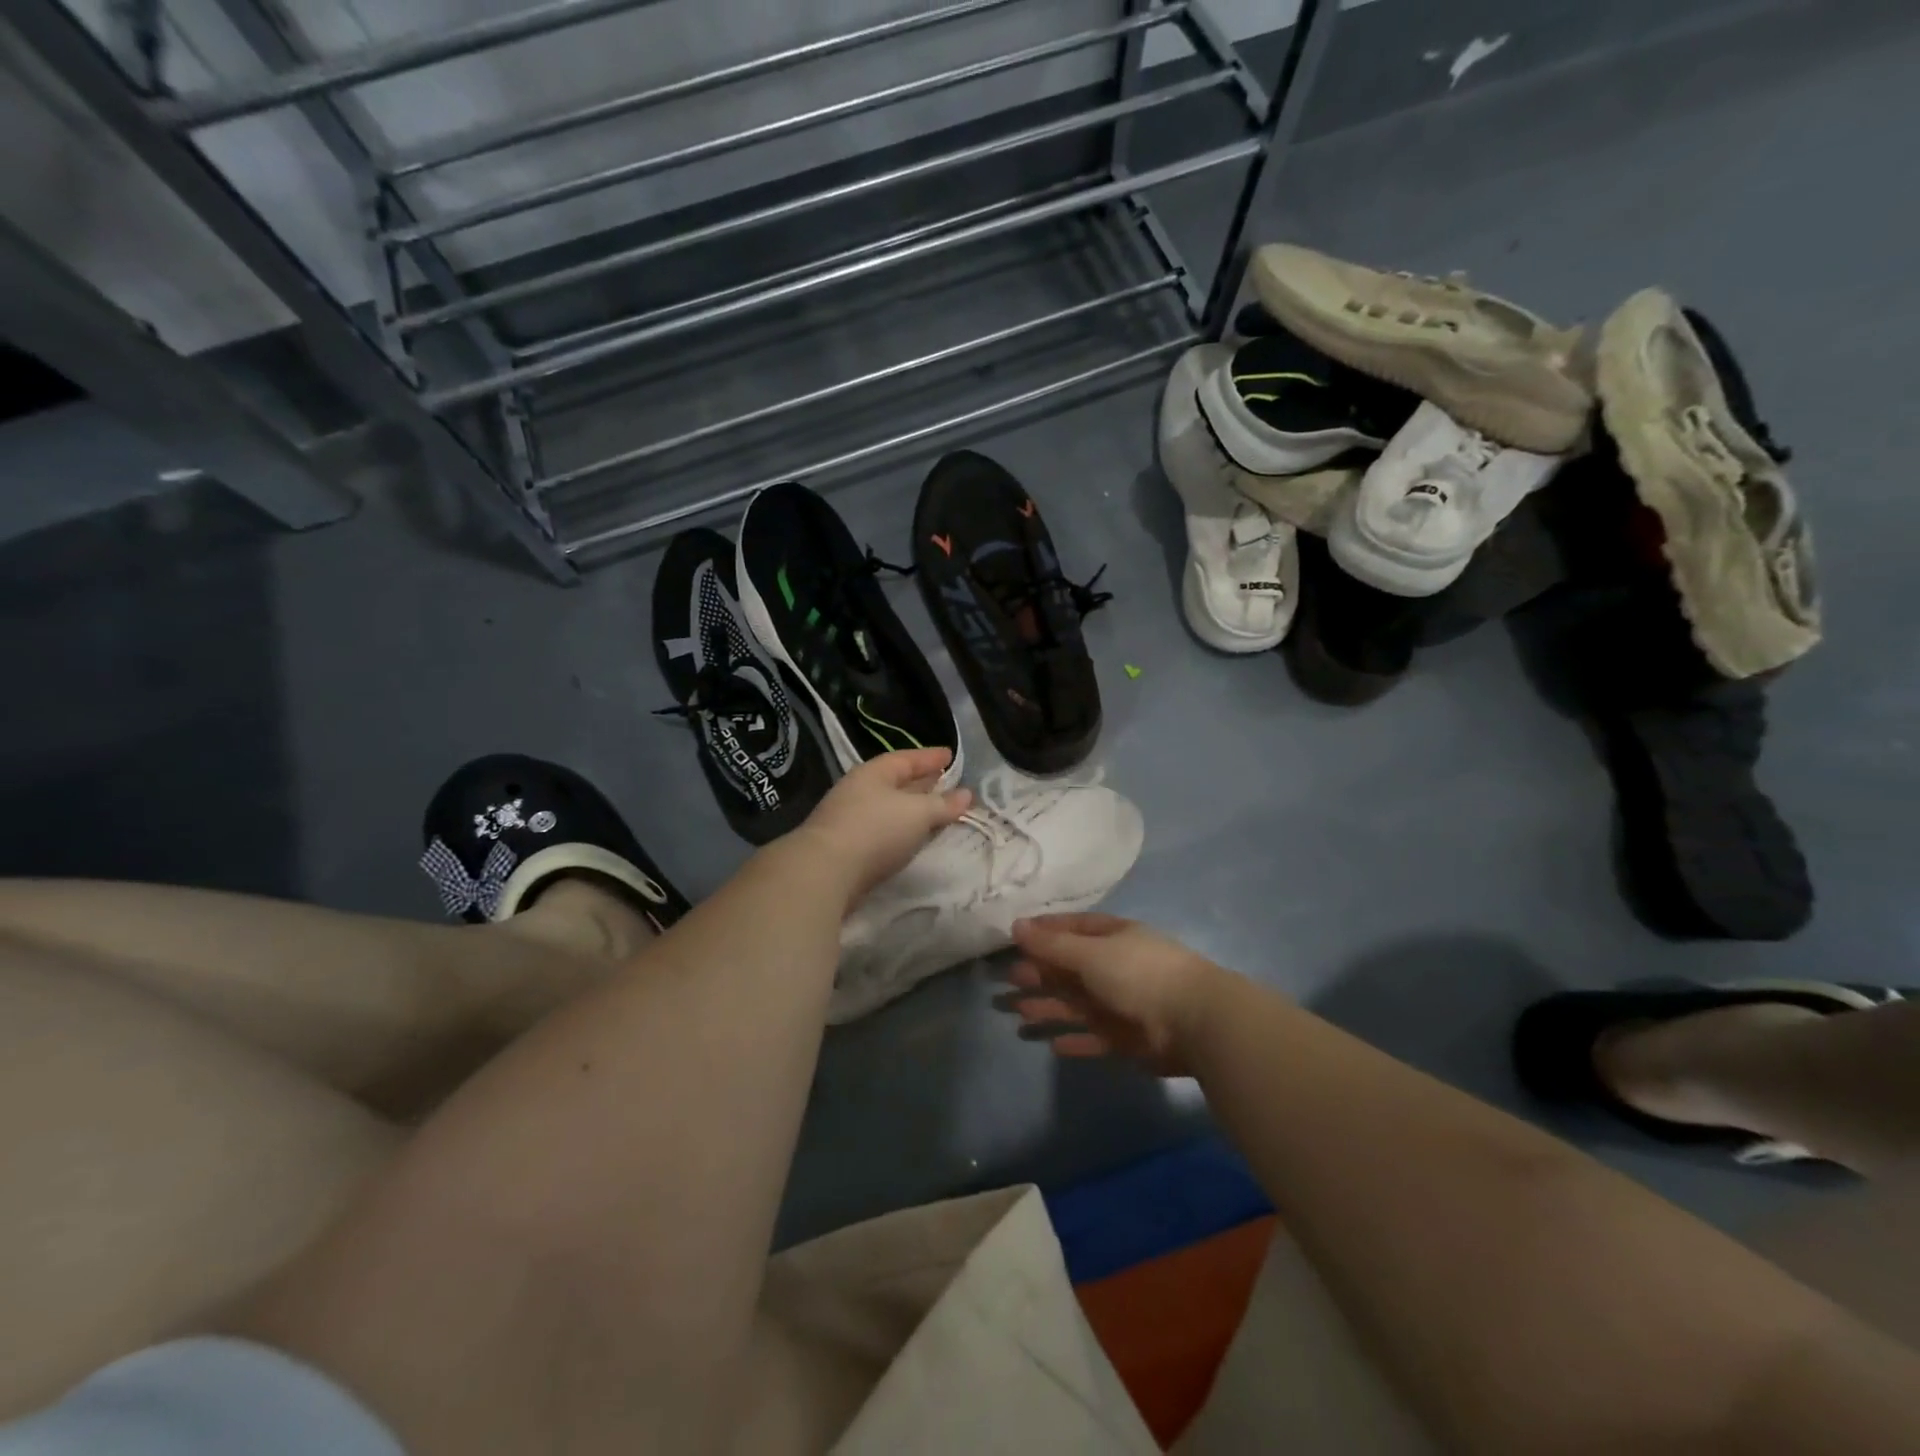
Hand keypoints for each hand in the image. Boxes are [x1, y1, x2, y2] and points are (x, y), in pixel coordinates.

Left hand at [792, 748, 970, 906]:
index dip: (929, 757)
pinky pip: (883, 830)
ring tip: (936, 812)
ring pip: (890, 808)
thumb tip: (966, 795)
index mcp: (873, 773)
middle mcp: (859, 791)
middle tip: (947, 782)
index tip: (950, 756)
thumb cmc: (875, 830)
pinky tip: (913, 837)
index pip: (906, 759)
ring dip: (913, 809)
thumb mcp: (917, 813)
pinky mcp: (848, 847)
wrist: (825, 872)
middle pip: (896, 782)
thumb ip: (943, 805)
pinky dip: (901, 829)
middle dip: (922, 782)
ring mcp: (850, 819)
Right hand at [996, 913, 1223, 1075]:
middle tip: (1010, 979)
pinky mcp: (1128, 1039)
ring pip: (1078, 1004)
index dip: (1045, 931)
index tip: (1015, 936)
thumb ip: (1052, 945)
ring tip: (1019, 1011)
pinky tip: (1053, 1045)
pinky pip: (1095, 1037)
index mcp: (1113, 937)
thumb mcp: (1090, 954)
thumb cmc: (1139, 974)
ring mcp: (1123, 1004)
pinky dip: (1075, 1040)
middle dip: (1041, 973)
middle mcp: (1117, 967)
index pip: (1074, 928)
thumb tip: (1016, 925)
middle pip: (1071, 968)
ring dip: (1050, 1007)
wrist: (1194, 1021)